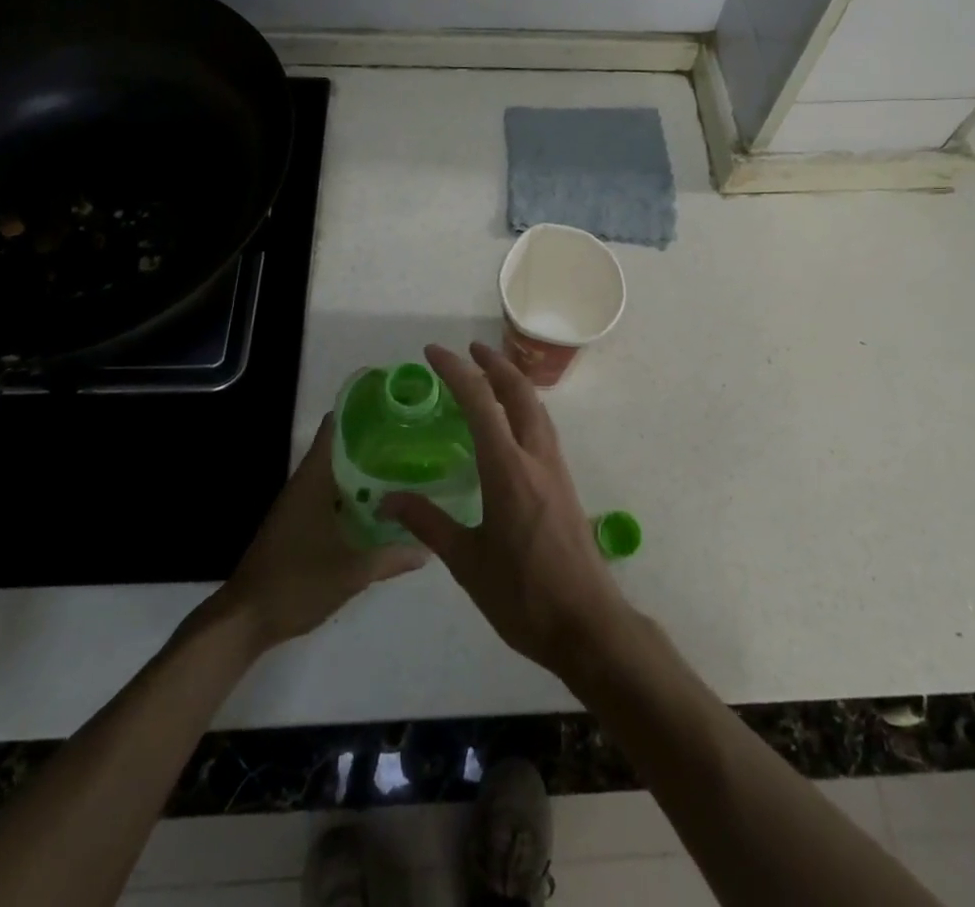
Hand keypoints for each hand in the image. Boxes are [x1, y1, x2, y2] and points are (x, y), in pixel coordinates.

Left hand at [216, 414, 425, 651]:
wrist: (245, 620)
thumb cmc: (296, 583)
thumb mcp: (351, 572)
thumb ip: (390, 557)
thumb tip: (427, 547)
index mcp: (314, 480)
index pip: (335, 428)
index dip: (361, 412)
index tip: (393, 408)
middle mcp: (304, 484)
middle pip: (339, 448)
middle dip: (372, 443)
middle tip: (410, 440)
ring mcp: (298, 505)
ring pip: (335, 474)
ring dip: (362, 470)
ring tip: (402, 467)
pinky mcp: (296, 524)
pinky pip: (329, 496)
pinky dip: (351, 494)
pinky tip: (376, 506)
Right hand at [379, 342, 631, 679]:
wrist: (587, 624)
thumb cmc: (522, 595)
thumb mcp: (467, 562)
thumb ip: (428, 524)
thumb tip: (387, 500)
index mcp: (508, 469)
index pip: (480, 402)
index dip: (456, 370)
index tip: (433, 353)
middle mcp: (536, 457)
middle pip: (519, 392)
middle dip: (494, 363)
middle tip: (468, 350)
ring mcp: (556, 469)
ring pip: (537, 408)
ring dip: (513, 383)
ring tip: (489, 375)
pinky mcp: (564, 484)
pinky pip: (543, 428)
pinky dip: (524, 408)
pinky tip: (511, 425)